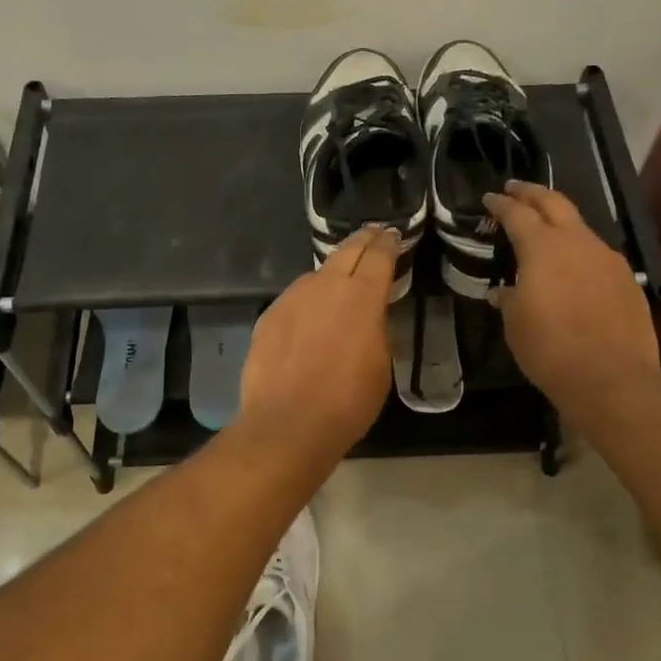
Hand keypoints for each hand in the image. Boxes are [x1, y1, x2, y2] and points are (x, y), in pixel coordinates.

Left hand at [235, 226, 396, 466]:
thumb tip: (369, 315)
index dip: (388, 243)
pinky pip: (294, 300)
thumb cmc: (347, 401)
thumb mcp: (380, 364)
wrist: (287, 423)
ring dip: (332, 275)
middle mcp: (325, 286)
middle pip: (346, 250)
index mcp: (361, 295)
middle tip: (373, 237)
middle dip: (363, 241)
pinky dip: (307, 302)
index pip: (379, 255)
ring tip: (339, 284)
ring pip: (316, 275)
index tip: (393, 236)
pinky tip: (308, 319)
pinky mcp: (268, 316)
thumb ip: (376, 328)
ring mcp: (291, 298)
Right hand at [485, 182, 659, 429]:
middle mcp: (577, 242)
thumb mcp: (515, 324)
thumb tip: (504, 291)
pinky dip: (579, 251)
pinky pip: (597, 254)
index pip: (517, 213)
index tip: (490, 197)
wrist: (611, 377)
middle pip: (554, 202)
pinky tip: (574, 268)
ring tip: (544, 229)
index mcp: (543, 247)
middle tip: (515, 188)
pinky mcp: (627, 279)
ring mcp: (607, 258)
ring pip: (580, 227)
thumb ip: (509, 298)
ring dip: (559, 222)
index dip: (501, 204)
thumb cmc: (550, 349)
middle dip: (532, 193)